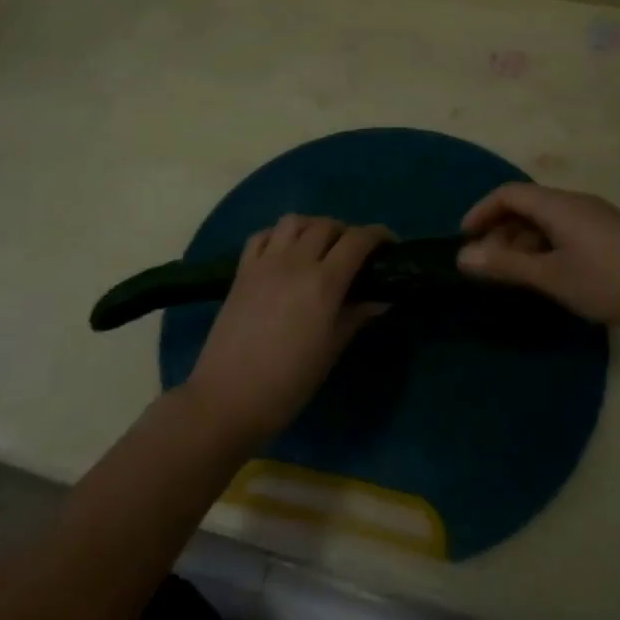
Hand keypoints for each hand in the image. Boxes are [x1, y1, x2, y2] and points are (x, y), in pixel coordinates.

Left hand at [183, 215, 388, 444]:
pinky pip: (263, 236)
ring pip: (294, 221)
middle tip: (356, 253)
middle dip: (347, 232)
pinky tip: (285, 253)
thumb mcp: (331, 349)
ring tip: (320, 247)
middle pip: (327, 226)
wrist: (229, 397)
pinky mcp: (242, 271)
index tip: (390, 245)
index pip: (358, 240)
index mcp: (324, 282)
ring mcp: (265, 263)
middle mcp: (295, 262)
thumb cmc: (289, 382)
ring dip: (313, 227)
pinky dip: (279, 235)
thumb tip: (382, 298)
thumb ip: (356, 315)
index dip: (378, 236)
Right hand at [458, 183, 619, 329]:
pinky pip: (565, 231)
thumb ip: (506, 267)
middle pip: (526, 206)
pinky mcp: (611, 233)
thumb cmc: (611, 281)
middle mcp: (574, 202)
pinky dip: (546, 248)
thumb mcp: (553, 277)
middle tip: (488, 267)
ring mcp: (595, 217)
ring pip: (547, 221)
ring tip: (516, 277)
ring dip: (523, 243)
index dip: (481, 212)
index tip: (464, 240)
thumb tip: (463, 256)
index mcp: (557, 205)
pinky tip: (551, 276)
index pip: (507, 194)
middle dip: (500, 233)